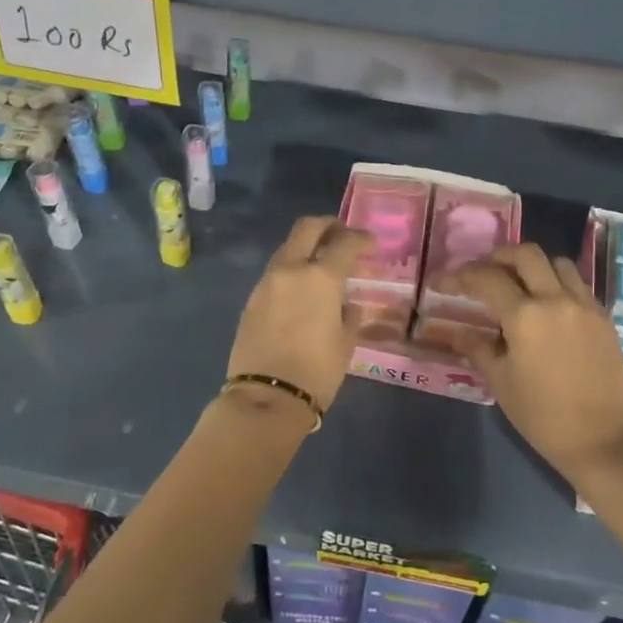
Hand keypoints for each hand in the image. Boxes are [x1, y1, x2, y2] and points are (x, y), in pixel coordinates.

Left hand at [226, 216, 371, 417]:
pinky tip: (302, 289)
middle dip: (327, 225)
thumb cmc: (317, 372)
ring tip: (322, 263)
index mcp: (320, 278)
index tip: (370, 241)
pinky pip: (276, 273)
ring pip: (287, 248)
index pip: (345, 243)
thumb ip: (348, 315)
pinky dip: (292, 270)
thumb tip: (344, 305)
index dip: (361, 238)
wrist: (266, 398)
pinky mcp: (252, 300)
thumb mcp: (345, 343)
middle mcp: (291, 270)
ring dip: (306, 247)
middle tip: (341, 233)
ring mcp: (266, 283)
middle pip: (307, 228)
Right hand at [448, 244, 622, 481]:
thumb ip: (477, 348)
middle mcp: (556, 300)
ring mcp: (584, 305)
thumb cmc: (543, 416)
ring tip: (520, 283)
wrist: (602, 439)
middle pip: (526, 254)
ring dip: (534, 266)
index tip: (445, 282)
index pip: (486, 278)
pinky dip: (558, 283)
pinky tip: (549, 306)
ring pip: (558, 263)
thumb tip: (456, 331)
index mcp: (525, 317)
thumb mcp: (501, 382)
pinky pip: (578, 285)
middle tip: (484, 270)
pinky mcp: (603, 317)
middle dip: (499, 256)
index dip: (461, 275)